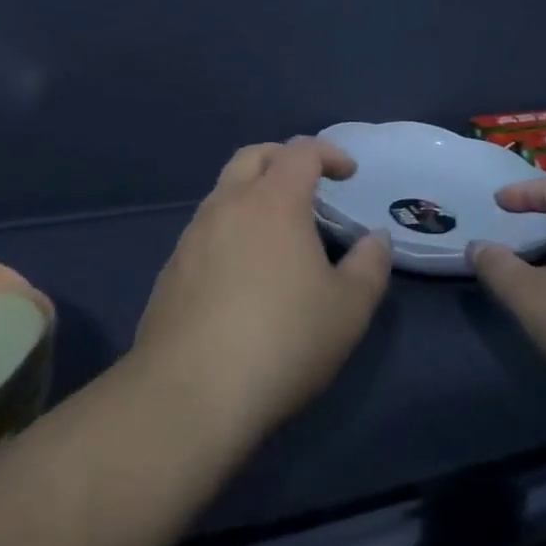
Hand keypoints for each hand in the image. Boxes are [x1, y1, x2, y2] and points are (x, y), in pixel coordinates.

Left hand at [132, 139, 391, 440]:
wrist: (190, 394)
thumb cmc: (282, 340)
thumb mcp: (348, 309)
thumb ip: (370, 266)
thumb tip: (375, 239)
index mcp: (273, 201)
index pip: (301, 151)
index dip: (329, 153)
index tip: (348, 174)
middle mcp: (228, 205)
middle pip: (253, 156)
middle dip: (284, 158)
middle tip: (308, 184)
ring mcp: (192, 236)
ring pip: (224, 192)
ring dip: (253, 195)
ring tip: (278, 233)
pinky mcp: (170, 270)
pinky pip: (205, 230)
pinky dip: (230, 230)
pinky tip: (242, 273)